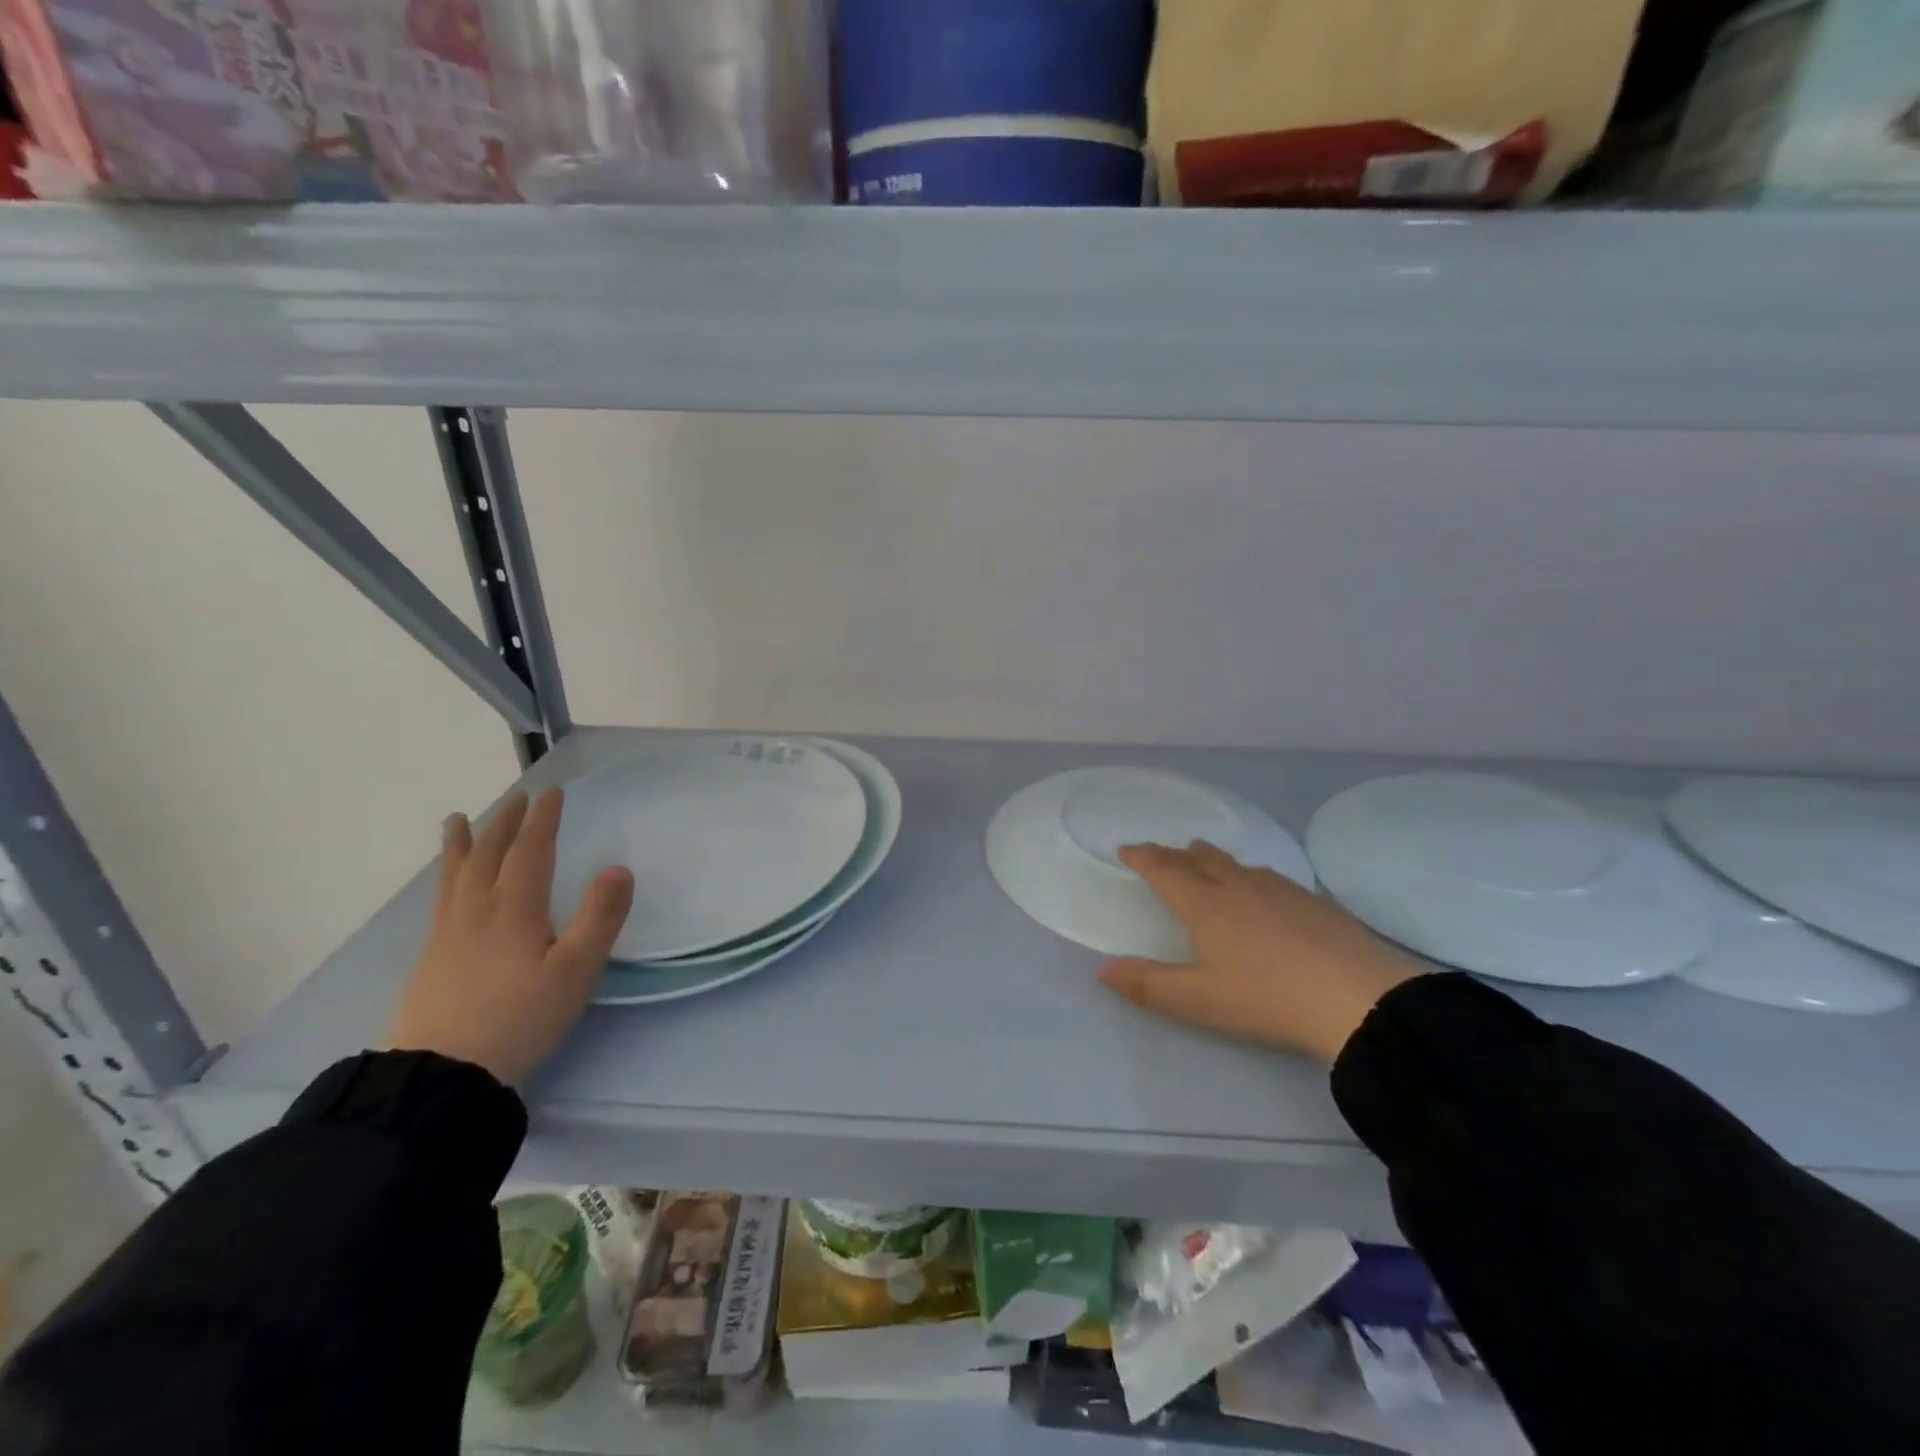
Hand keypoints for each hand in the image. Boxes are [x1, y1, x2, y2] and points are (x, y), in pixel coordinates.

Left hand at [386, 788, 634, 1086]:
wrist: (443, 1073)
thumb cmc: (520, 1018)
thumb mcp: (575, 971)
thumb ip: (600, 918)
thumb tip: (619, 868)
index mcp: (514, 909)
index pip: (530, 851)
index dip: (543, 820)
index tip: (552, 793)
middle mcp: (477, 911)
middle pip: (488, 855)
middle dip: (506, 823)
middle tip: (518, 799)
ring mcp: (448, 934)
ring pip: (455, 874)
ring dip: (462, 843)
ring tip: (457, 820)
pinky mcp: (431, 958)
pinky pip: (441, 898)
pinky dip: (447, 875)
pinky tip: (448, 885)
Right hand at [1098, 841, 1420, 1063]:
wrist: (1358, 998)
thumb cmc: (1267, 998)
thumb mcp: (1199, 1000)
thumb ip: (1148, 984)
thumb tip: (1103, 969)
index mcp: (1205, 905)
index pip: (1165, 870)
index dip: (1143, 858)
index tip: (1127, 849)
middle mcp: (1238, 887)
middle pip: (1199, 860)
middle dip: (1175, 854)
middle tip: (1162, 851)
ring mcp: (1280, 890)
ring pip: (1236, 864)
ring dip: (1213, 858)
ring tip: (1204, 855)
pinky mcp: (1314, 901)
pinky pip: (1269, 876)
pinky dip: (1250, 874)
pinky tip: (1263, 887)